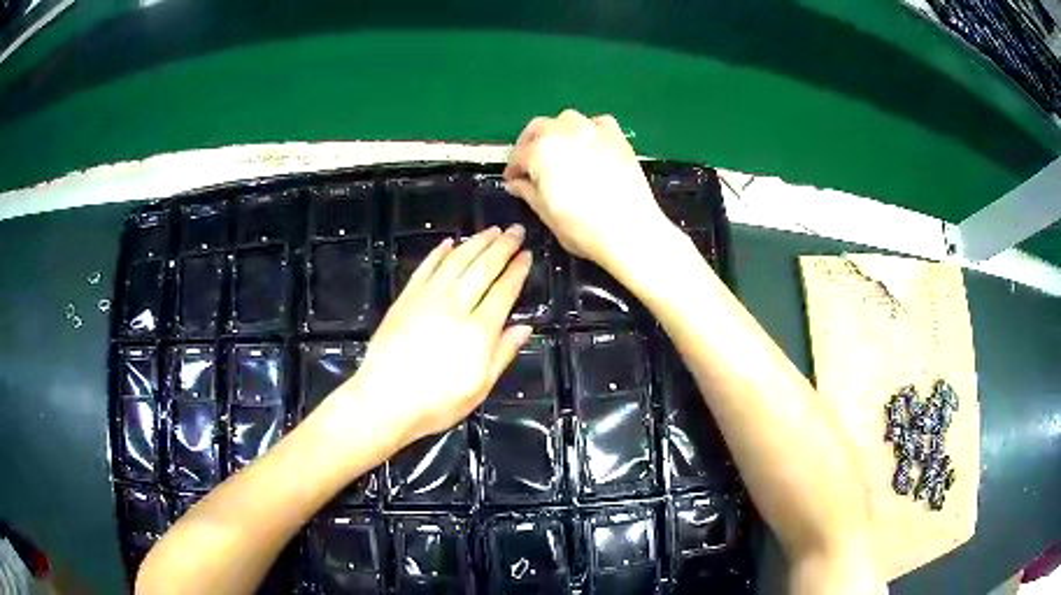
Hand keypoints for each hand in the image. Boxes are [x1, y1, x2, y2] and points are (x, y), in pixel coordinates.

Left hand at [343, 225, 533, 444]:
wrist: (385, 400)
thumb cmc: (437, 402)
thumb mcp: (480, 387)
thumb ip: (503, 353)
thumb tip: (525, 327)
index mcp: (479, 329)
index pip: (504, 290)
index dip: (517, 270)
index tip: (527, 254)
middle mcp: (456, 305)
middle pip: (483, 268)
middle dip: (502, 247)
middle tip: (515, 230)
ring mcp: (428, 298)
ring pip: (456, 261)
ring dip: (475, 242)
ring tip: (490, 230)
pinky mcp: (406, 298)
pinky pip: (426, 268)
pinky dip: (439, 253)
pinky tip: (449, 243)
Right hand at [503, 109, 675, 273]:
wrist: (630, 230)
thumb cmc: (583, 228)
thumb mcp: (546, 213)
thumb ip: (528, 192)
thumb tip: (517, 183)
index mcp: (541, 150)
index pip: (518, 155)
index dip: (512, 169)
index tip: (512, 180)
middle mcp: (565, 132)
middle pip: (539, 128)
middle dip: (530, 144)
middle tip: (529, 164)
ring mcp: (593, 131)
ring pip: (567, 120)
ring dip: (557, 132)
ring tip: (558, 151)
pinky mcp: (617, 138)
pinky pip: (597, 124)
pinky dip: (588, 130)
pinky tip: (589, 146)